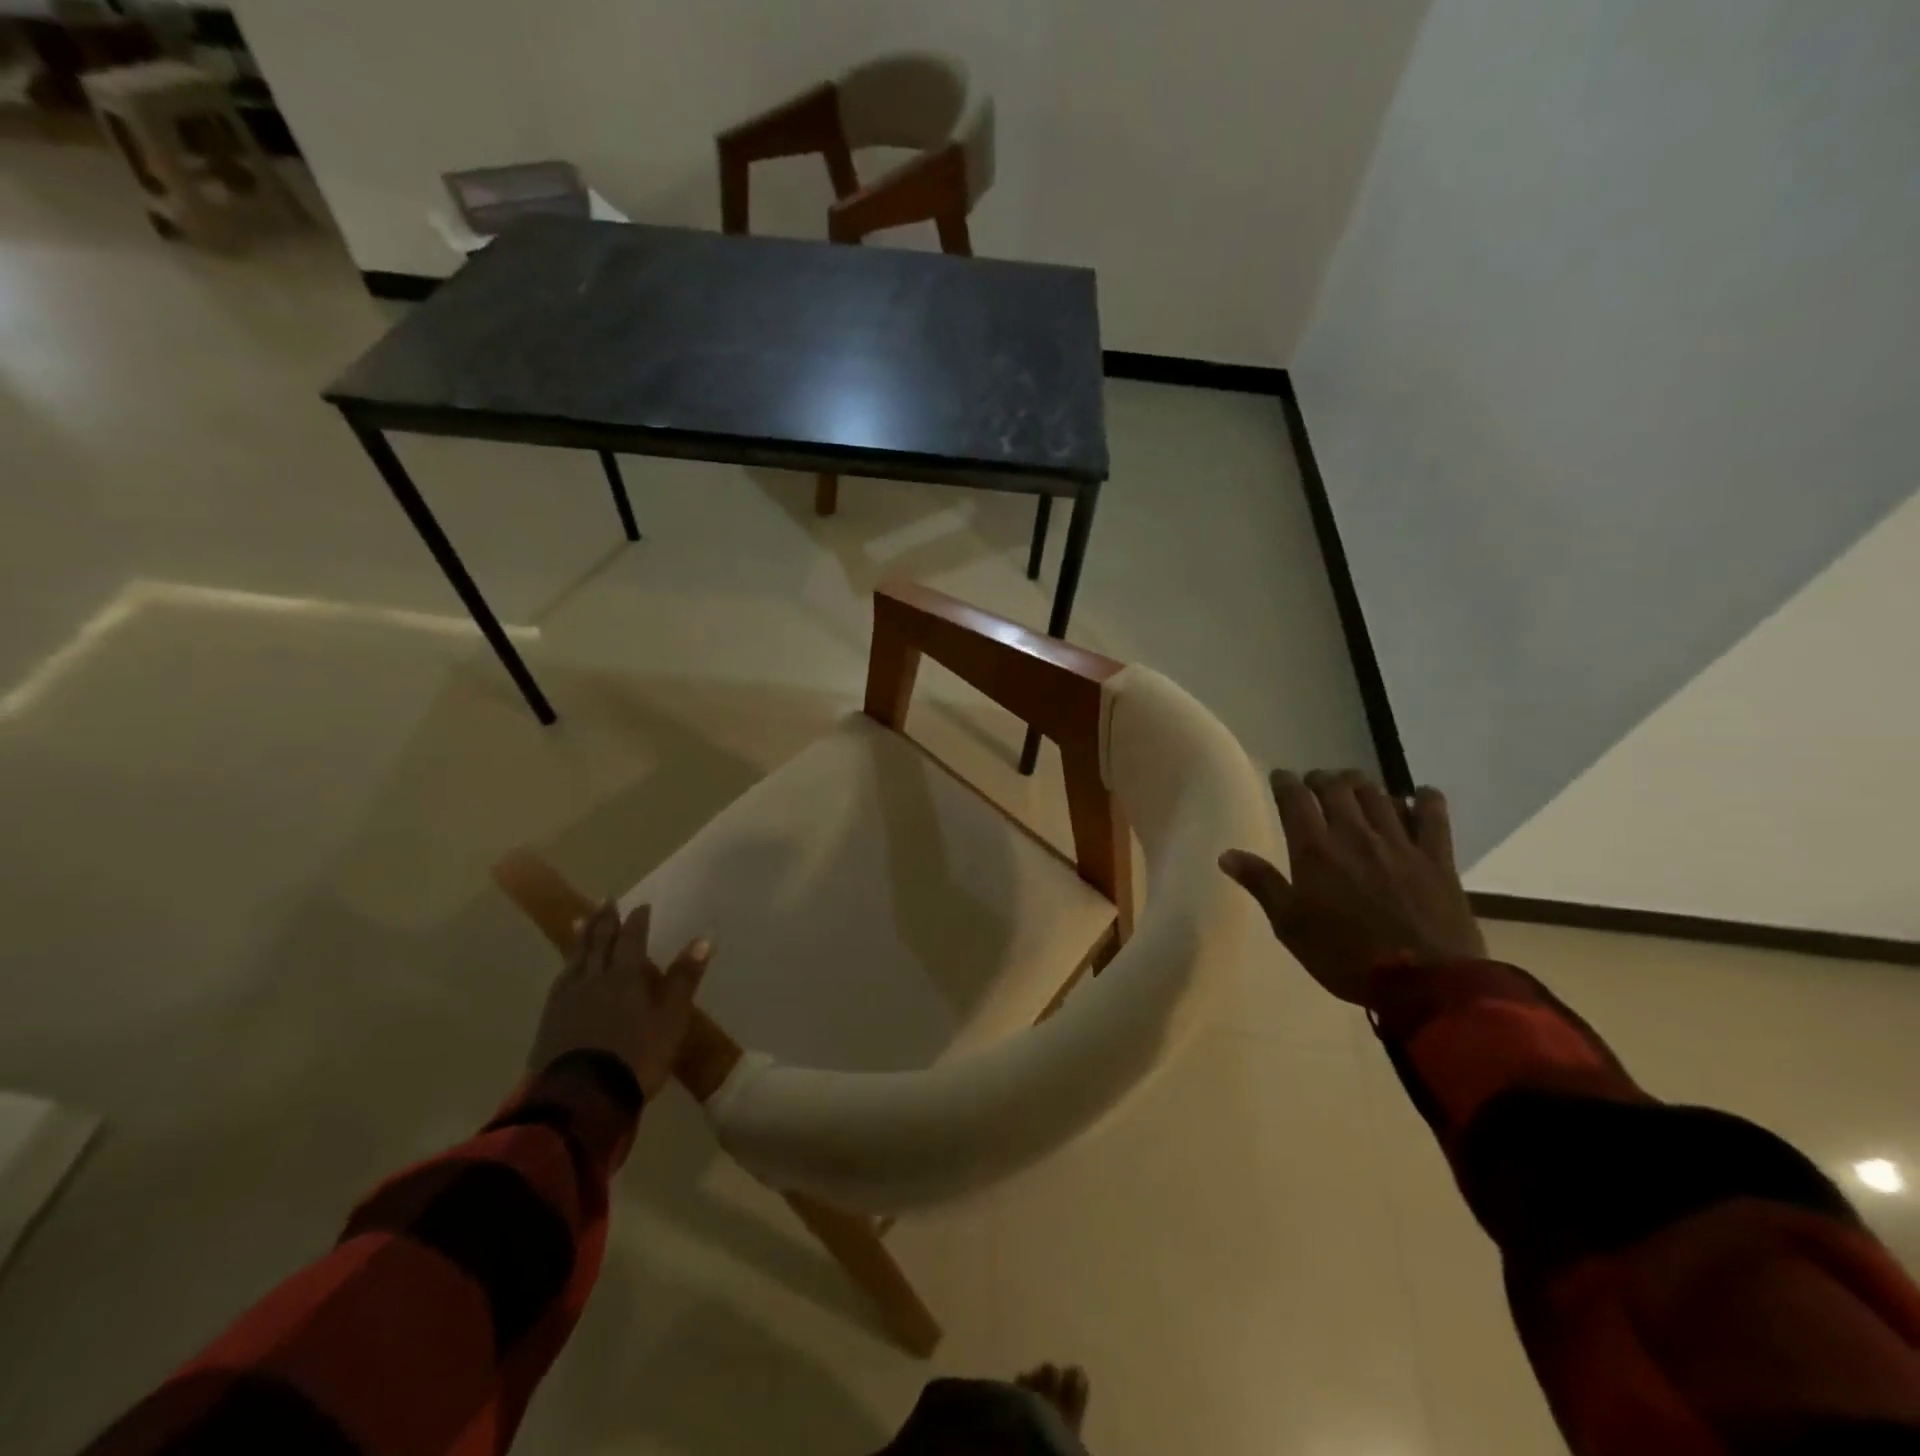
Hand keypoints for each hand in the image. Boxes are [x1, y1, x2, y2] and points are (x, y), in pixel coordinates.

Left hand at [527, 902, 710, 1098]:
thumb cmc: (637, 1056)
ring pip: (575, 958)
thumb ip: (685, 977)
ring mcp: (567, 1000)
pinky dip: (567, 966)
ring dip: (582, 937)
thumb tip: (705, 936)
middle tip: (607, 899)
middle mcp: (593, 979)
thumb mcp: (671, 1018)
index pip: (631, 939)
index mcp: (625, 976)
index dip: (637, 921)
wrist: (583, 1099)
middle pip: (598, 942)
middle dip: (605, 920)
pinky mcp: (550, 1021)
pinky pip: (560, 981)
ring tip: (582, 921)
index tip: (642, 905)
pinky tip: (566, 969)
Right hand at [1219, 769, 1484, 1003]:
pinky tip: (1417, 796)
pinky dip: (1424, 799)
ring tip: (1353, 788)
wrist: (1423, 984)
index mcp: (1315, 850)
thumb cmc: (1345, 957)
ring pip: (1378, 794)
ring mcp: (1399, 843)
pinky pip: (1432, 815)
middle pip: (1336, 787)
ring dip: (1361, 784)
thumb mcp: (1290, 926)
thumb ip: (1261, 884)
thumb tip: (1226, 854)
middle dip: (1321, 778)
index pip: (1294, 798)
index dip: (1285, 781)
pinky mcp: (1436, 858)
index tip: (1279, 777)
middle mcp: (1355, 834)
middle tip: (1314, 784)